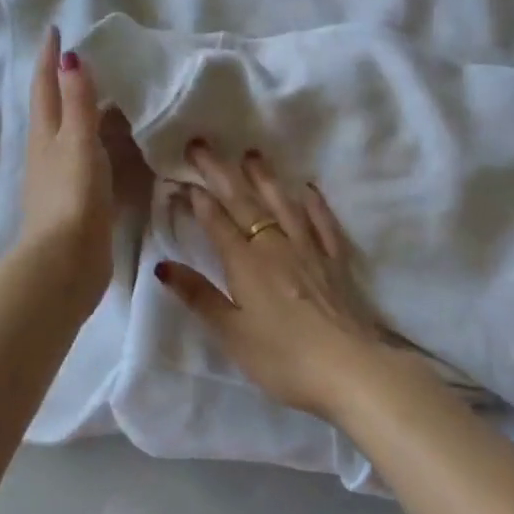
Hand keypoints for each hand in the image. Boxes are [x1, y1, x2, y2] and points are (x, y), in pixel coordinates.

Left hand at [19, 27, 115, 307]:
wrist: (66, 262)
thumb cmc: (72, 197)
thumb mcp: (77, 142)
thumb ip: (77, 102)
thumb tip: (70, 56)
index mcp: (45, 135)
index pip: (45, 86)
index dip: (49, 58)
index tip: (56, 29)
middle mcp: (49, 152)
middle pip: (57, 109)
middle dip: (69, 83)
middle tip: (96, 61)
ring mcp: (63, 178)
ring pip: (76, 136)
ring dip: (91, 115)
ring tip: (119, 99)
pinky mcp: (80, 200)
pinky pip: (94, 161)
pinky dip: (106, 146)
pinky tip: (124, 149)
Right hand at [154, 143, 415, 423]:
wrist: (351, 369)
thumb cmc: (283, 358)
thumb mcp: (232, 333)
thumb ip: (199, 296)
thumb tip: (163, 266)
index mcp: (246, 264)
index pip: (217, 222)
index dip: (197, 199)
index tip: (181, 177)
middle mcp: (276, 246)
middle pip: (244, 203)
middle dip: (221, 173)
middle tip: (202, 145)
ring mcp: (309, 250)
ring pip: (283, 204)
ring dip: (265, 178)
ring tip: (252, 154)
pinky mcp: (335, 261)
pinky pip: (322, 223)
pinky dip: (314, 203)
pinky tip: (308, 188)